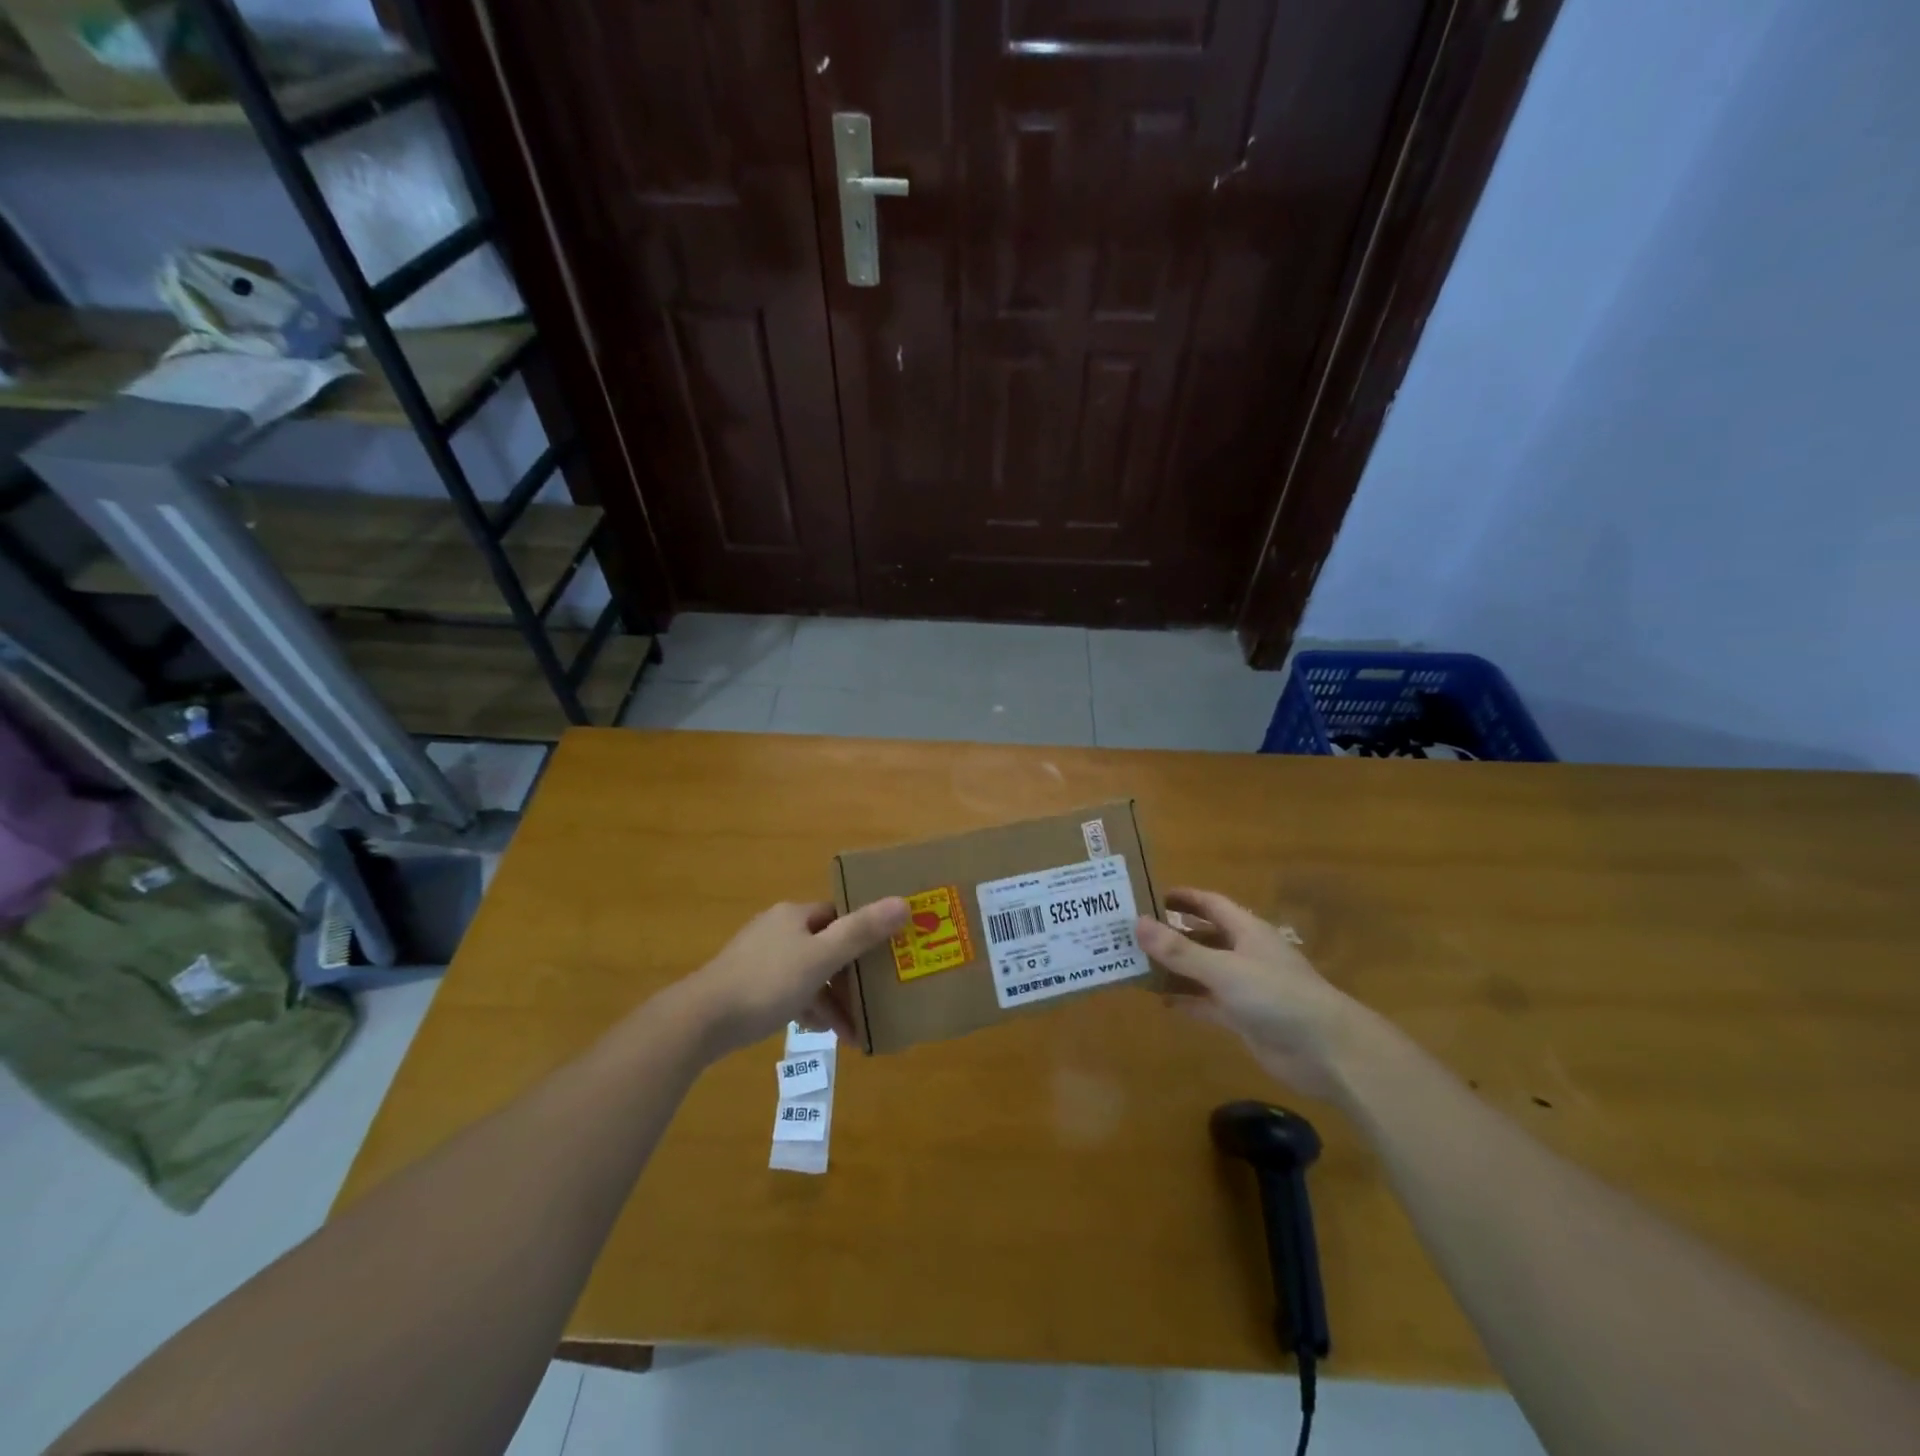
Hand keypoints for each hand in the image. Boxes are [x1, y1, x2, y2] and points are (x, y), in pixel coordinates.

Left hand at [675, 898, 908, 1059]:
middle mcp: (778, 929)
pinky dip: (809, 1008)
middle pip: (826, 945)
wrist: (700, 1020)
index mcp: (794, 915)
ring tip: (855, 1031)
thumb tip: (903, 902)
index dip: (864, 931)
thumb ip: (861, 932)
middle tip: (876, 999)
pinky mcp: (748, 985)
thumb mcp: (820, 958)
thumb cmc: (766, 982)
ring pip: (809, 973)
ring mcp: (760, 958)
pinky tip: (822, 1032)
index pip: (839, 914)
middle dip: (851, 975)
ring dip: (832, 998)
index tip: (888, 954)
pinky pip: (790, 991)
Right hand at [1135, 887, 1370, 1098]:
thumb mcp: (1223, 968)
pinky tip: (1160, 1000)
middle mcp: (1245, 953)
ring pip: (1202, 971)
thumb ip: (1180, 950)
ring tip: (1137, 965)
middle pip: (1203, 936)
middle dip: (1172, 934)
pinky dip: (1186, 1000)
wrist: (1327, 1051)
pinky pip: (1207, 1002)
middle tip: (1133, 933)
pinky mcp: (1244, 1018)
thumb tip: (1137, 923)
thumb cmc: (1276, 995)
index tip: (1149, 896)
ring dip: (1175, 969)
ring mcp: (1245, 987)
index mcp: (1246, 931)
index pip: (1210, 904)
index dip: (1183, 898)